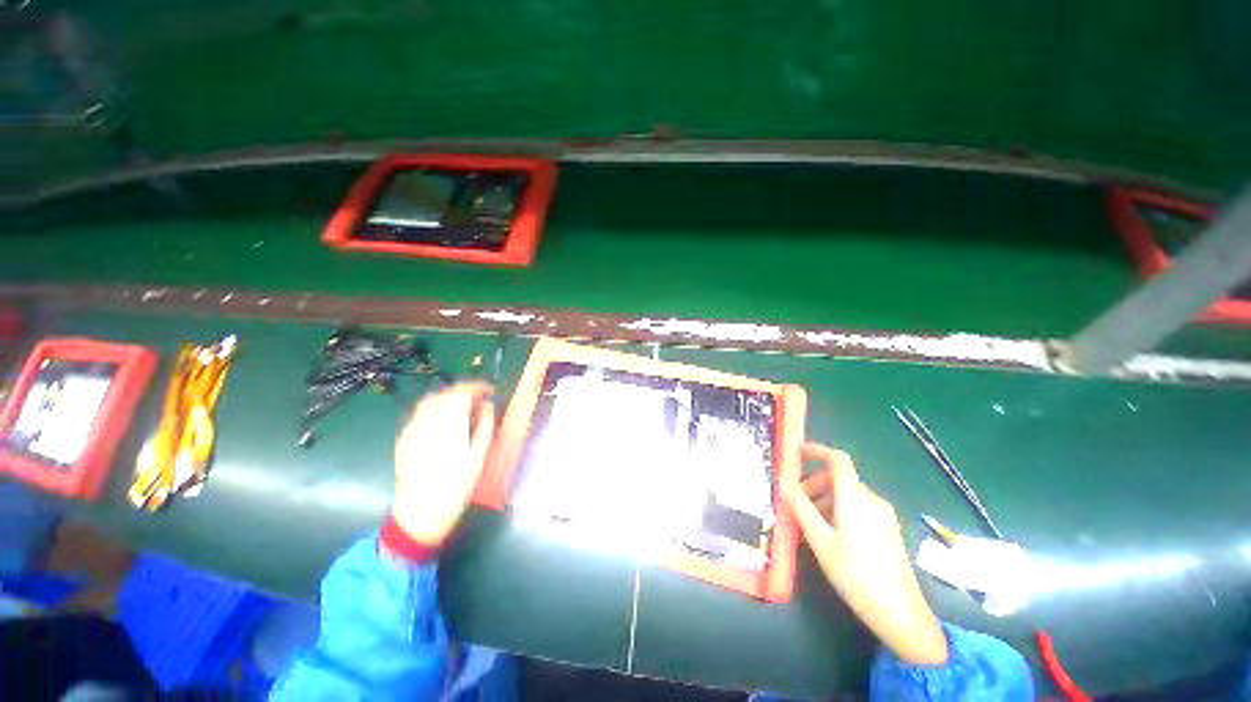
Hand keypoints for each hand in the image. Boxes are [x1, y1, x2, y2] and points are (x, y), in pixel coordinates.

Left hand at [391, 382, 496, 545]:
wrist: (420, 512)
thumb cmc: (456, 485)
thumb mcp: (479, 454)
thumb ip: (486, 424)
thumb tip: (488, 405)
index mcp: (449, 421)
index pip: (463, 390)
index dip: (479, 387)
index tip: (490, 392)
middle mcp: (428, 418)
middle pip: (446, 392)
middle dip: (465, 392)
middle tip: (479, 403)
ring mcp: (412, 427)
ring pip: (430, 400)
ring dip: (448, 398)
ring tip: (462, 411)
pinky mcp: (404, 438)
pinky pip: (420, 413)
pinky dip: (435, 410)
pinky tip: (443, 424)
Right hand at [782, 443, 948, 666]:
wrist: (900, 613)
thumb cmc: (855, 574)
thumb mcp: (820, 541)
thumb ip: (801, 507)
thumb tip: (784, 482)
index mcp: (855, 498)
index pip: (838, 459)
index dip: (816, 450)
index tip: (796, 452)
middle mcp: (872, 500)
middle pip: (840, 478)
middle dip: (814, 483)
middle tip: (796, 501)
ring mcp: (883, 515)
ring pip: (848, 494)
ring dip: (825, 499)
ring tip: (810, 523)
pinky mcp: (888, 529)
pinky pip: (859, 507)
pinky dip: (839, 510)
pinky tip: (831, 534)